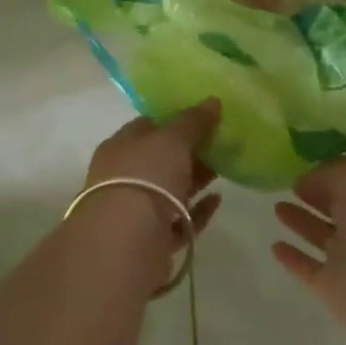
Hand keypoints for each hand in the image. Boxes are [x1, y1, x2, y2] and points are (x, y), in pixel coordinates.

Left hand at [80, 99, 223, 253]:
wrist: (126, 243)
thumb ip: (193, 121)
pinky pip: (179, 221)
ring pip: (170, 190)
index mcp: (121, 147)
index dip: (175, 119)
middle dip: (190, 150)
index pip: (148, 126)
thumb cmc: (145, 177)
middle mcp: (124, 177)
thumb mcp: (172, 139)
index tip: (204, 117)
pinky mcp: (151, 241)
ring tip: (225, 168)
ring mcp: (136, 211)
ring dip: (195, 178)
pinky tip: (217, 200)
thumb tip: (213, 101)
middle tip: (221, 142)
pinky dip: (197, 211)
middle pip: (161, 159)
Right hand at [272, 154, 345, 335]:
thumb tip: (306, 184)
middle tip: (289, 185)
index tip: (304, 165)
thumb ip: (327, 173)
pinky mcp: (333, 286)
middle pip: (337, 207)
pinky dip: (292, 258)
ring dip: (300, 222)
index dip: (330, 170)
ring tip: (277, 207)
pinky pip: (307, 268)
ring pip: (321, 235)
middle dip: (315, 195)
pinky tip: (275, 246)